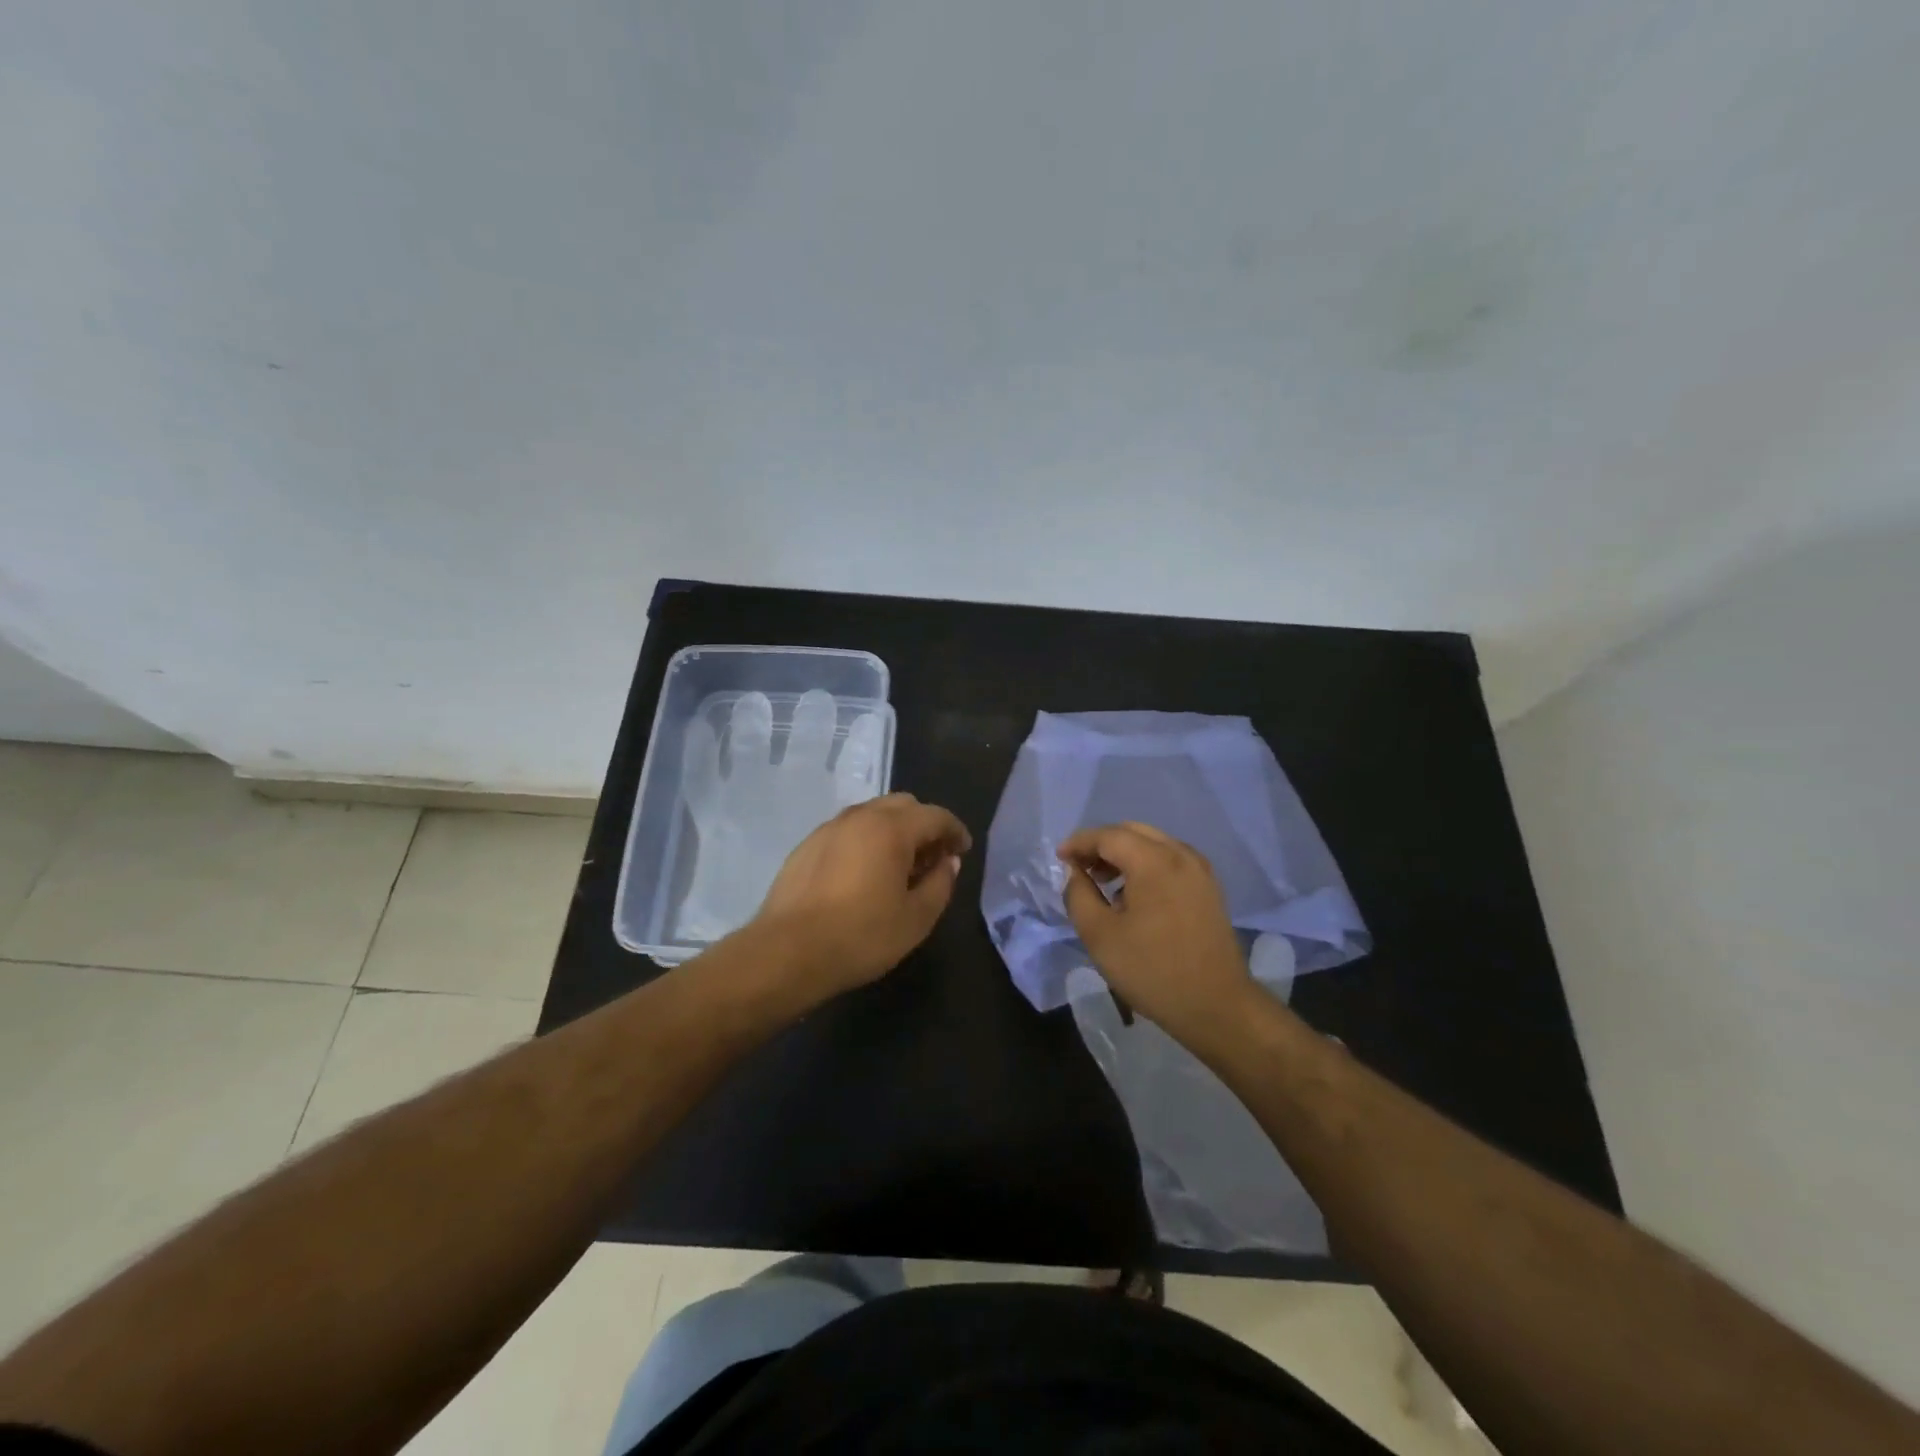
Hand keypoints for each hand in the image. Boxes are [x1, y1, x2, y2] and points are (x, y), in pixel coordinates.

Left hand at [752, 792, 971, 1002]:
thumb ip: (940, 884)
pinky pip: (848, 830)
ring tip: (899, 866)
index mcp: (891, 828)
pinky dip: (866, 840)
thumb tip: (948, 862)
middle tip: (932, 858)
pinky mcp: (807, 845)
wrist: (787, 952)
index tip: (963, 850)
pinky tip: (864, 873)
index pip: (935, 815)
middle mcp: (860, 817)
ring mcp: (829, 828)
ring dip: (894, 830)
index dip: (955, 831)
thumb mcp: (916, 918)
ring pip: (872, 814)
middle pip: (903, 805)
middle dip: (924, 825)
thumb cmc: (861, 936)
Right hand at [1058, 822, 1258, 1050]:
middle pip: (1133, 832)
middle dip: (1102, 844)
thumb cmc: (1152, 970)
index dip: (1079, 842)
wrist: (1217, 1006)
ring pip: (1153, 844)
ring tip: (1104, 882)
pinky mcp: (1209, 888)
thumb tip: (1075, 873)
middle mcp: (1180, 855)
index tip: (1059, 858)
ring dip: (1124, 854)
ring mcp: (1200, 870)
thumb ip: (1078, 895)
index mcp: (1154, 861)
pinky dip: (1146, 865)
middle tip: (1079, 868)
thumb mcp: (1100, 936)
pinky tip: (1134, 894)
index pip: (1108, 836)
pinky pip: (1170, 860)